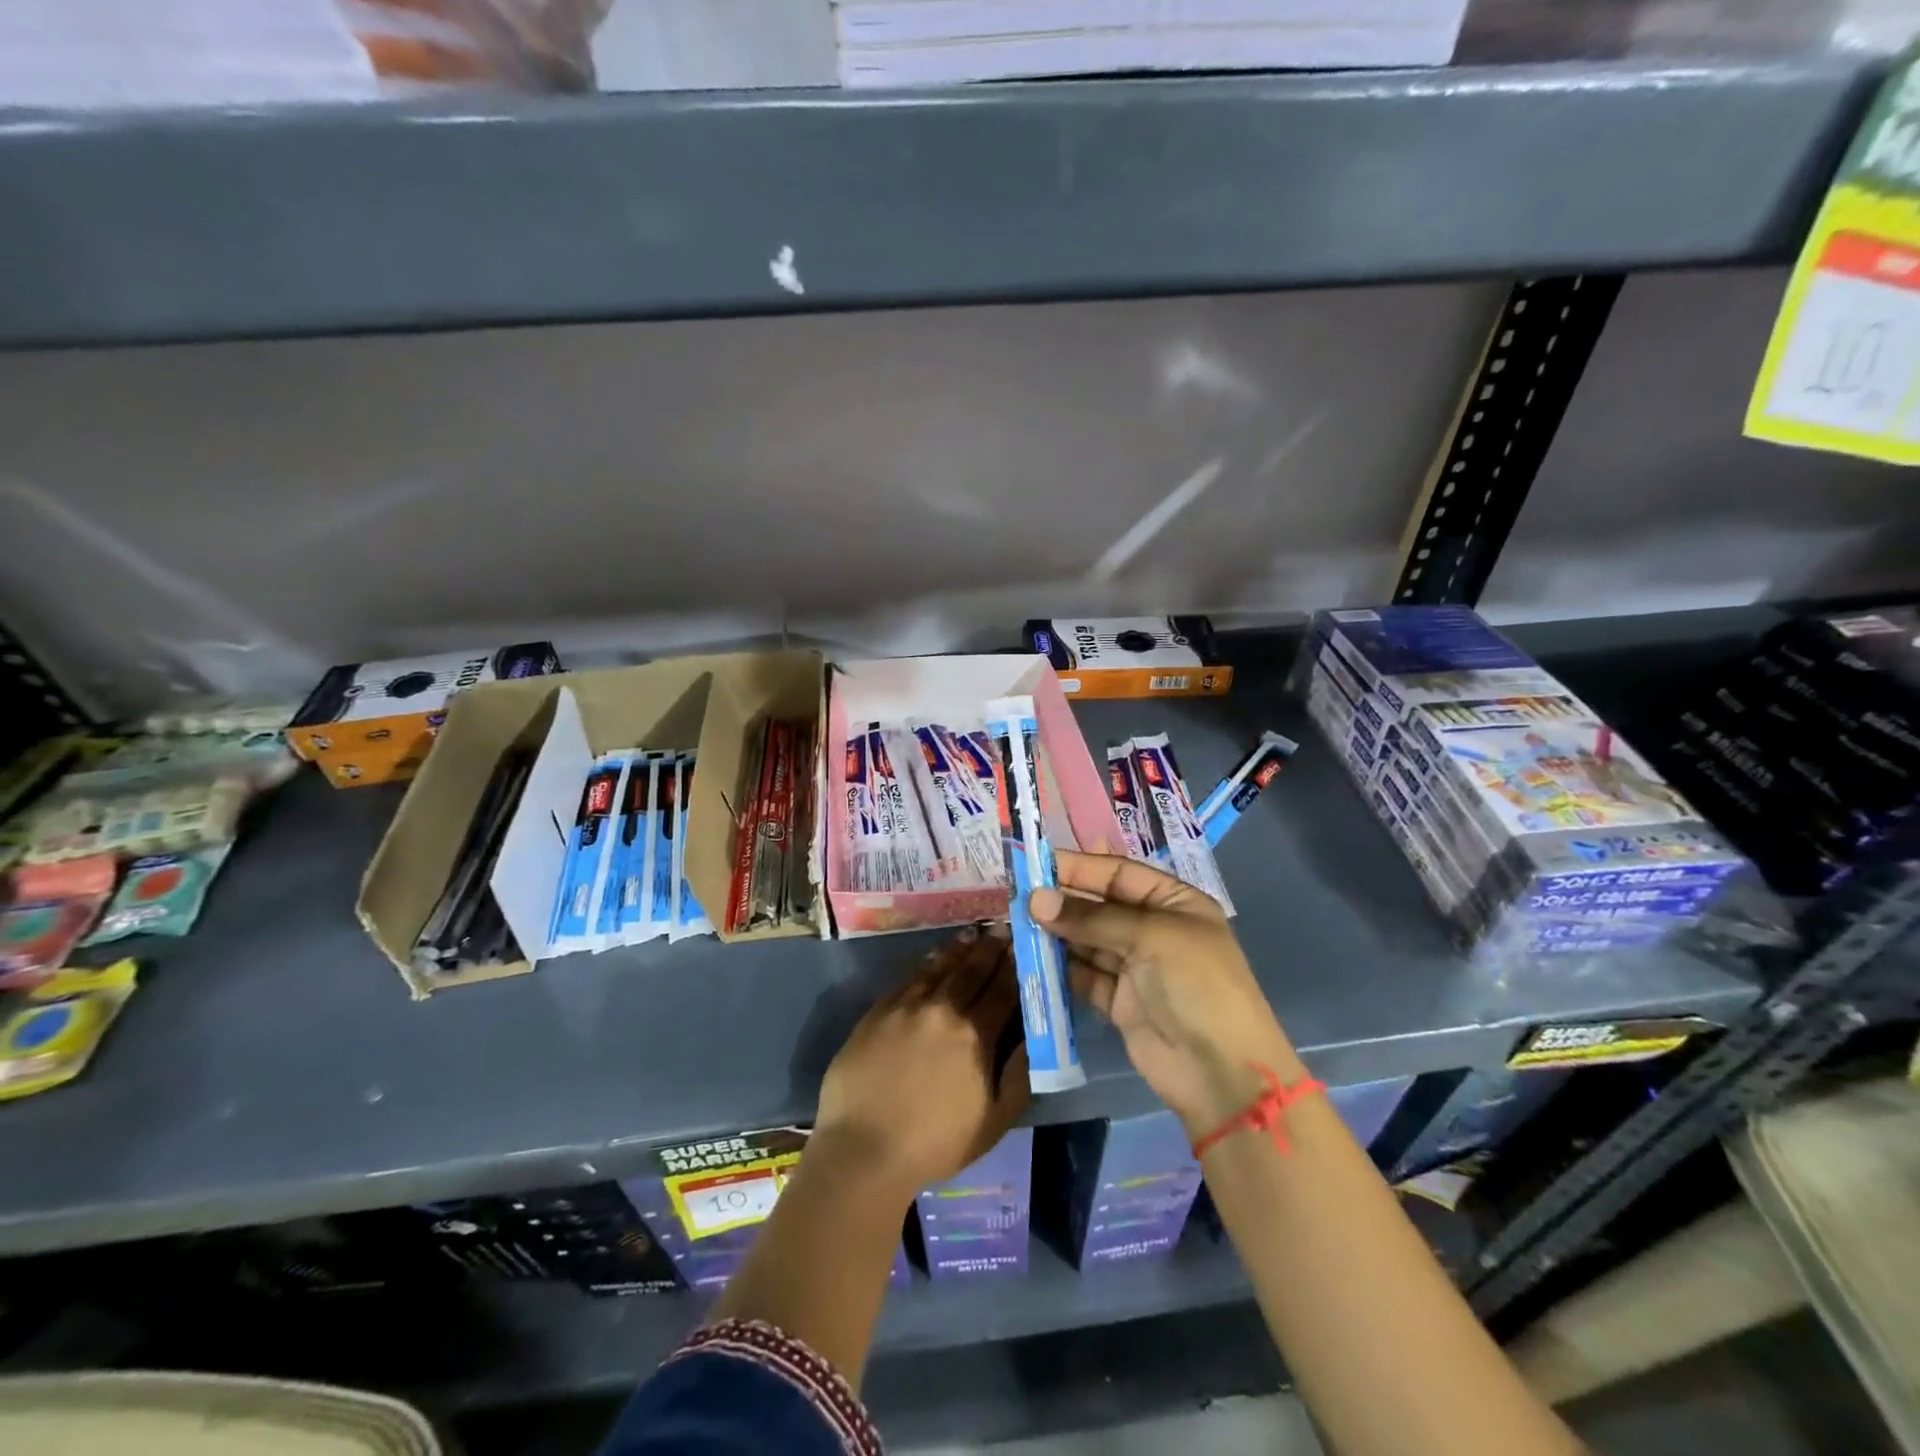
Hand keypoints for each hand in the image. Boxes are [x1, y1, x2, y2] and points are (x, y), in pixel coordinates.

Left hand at [813, 928, 1030, 1199]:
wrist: (864, 1149)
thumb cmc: (935, 1143)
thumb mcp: (993, 1121)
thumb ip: (1018, 1076)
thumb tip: (1032, 1038)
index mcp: (975, 1035)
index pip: (1002, 990)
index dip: (1015, 966)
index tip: (1024, 945)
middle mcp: (943, 1009)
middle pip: (972, 970)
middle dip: (991, 947)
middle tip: (1003, 928)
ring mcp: (907, 1006)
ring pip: (940, 967)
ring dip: (960, 949)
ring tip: (974, 933)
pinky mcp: (879, 1011)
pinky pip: (909, 978)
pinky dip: (928, 964)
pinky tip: (935, 958)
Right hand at [1031, 851, 1300, 1135]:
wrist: (1221, 1073)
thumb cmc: (1197, 985)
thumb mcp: (1151, 938)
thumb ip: (1091, 918)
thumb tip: (1035, 900)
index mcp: (1173, 902)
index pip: (1118, 873)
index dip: (1078, 867)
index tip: (1034, 865)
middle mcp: (1153, 929)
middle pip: (1098, 906)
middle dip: (1061, 901)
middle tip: (1016, 897)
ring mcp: (1135, 966)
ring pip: (1086, 940)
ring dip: (1055, 934)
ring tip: (1015, 925)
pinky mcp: (1118, 1001)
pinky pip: (1082, 975)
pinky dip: (1059, 967)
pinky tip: (1031, 958)